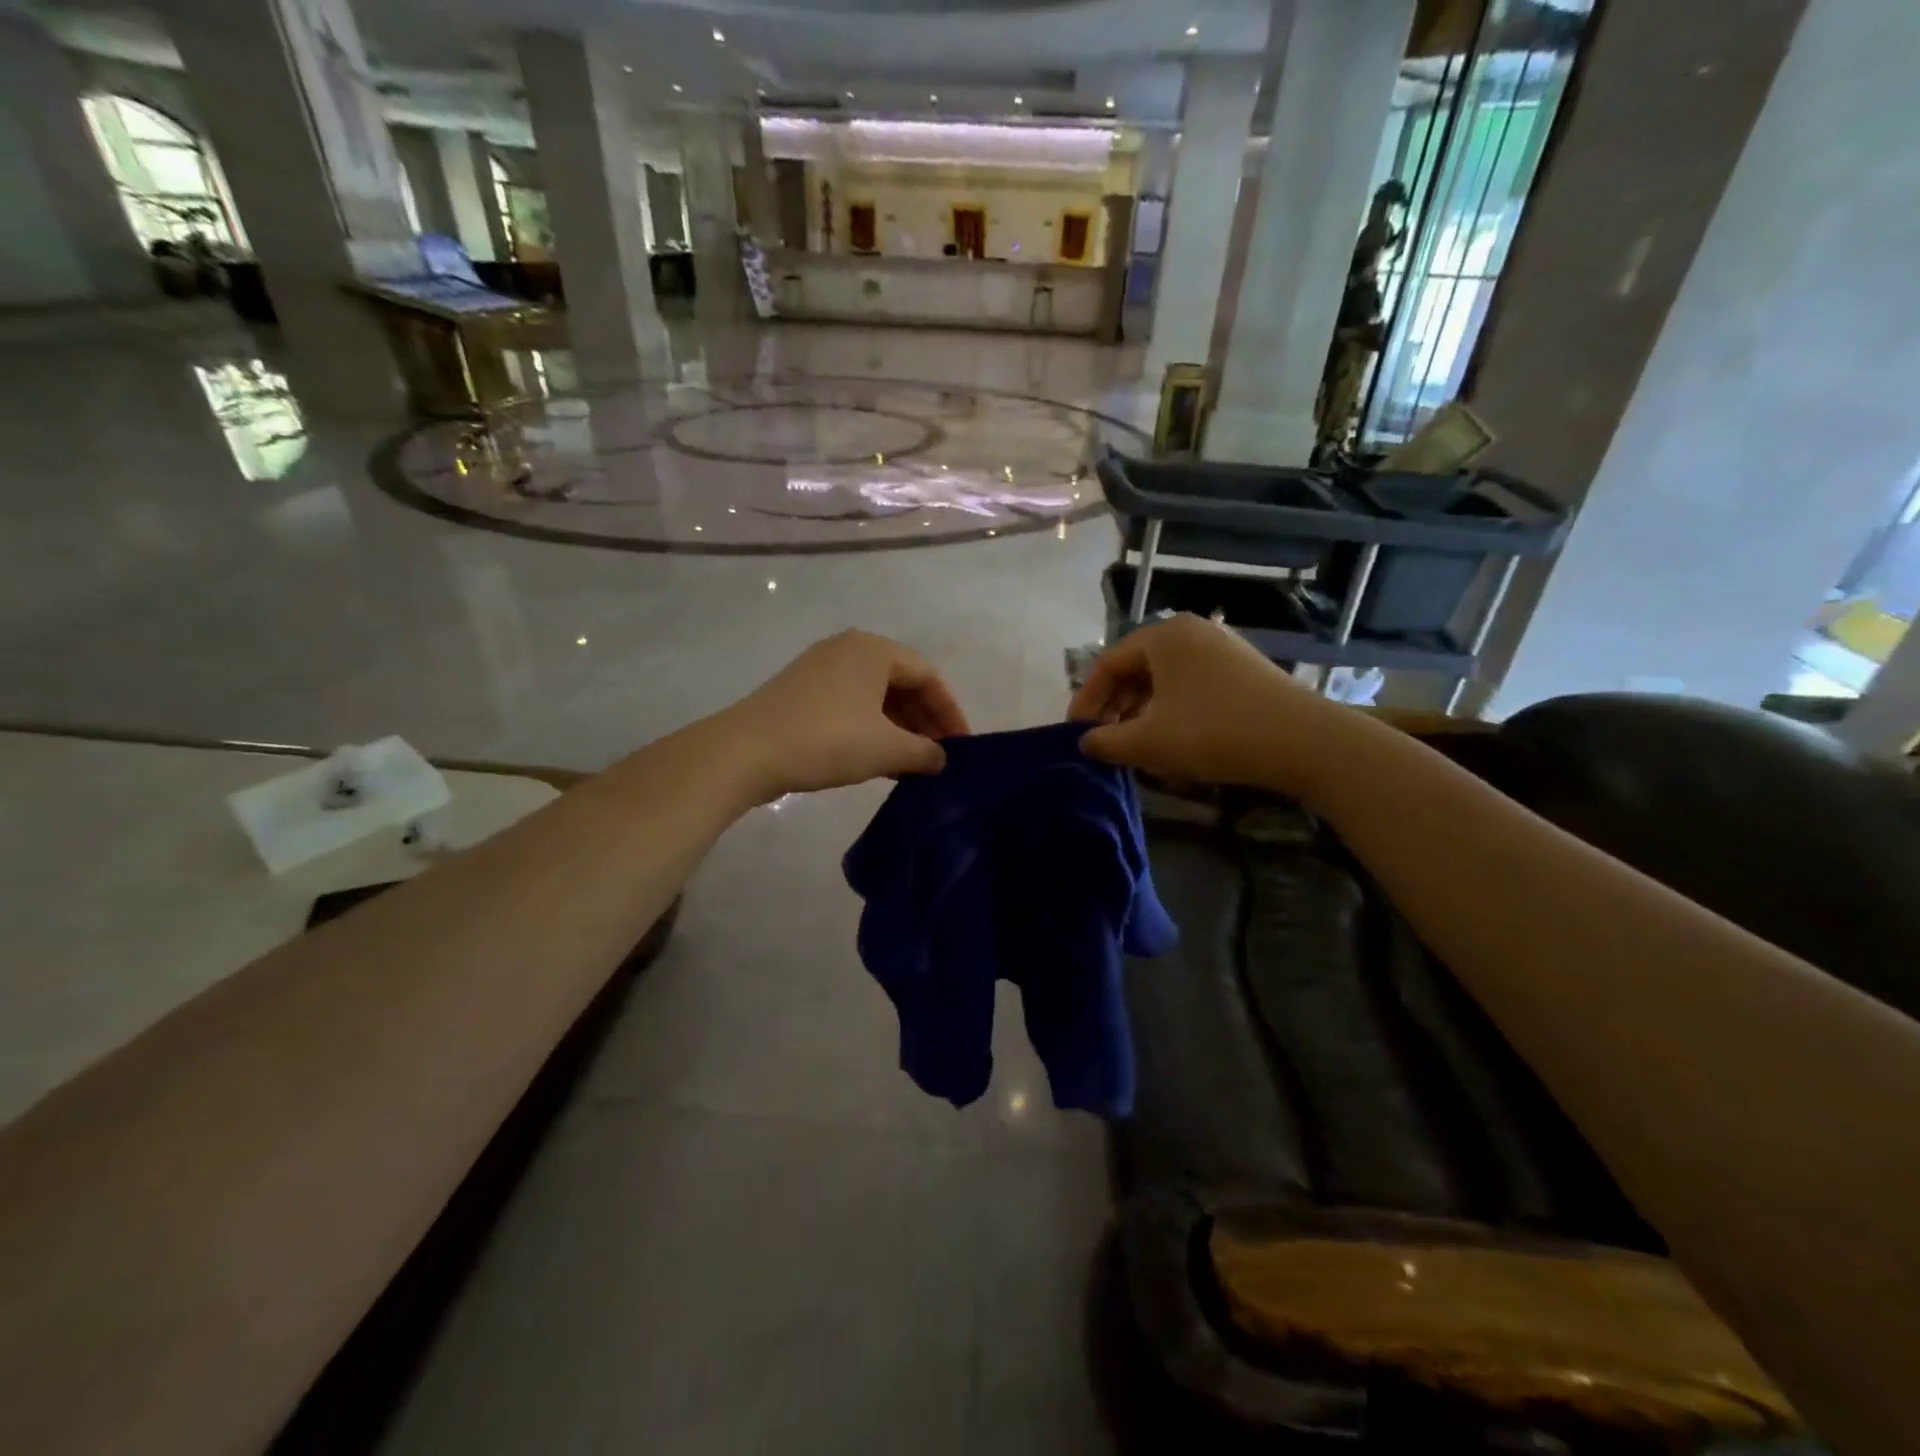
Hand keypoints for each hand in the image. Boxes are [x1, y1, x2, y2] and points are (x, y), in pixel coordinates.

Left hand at [719, 630, 969, 799]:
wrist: (745, 752)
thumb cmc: (827, 740)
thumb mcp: (886, 749)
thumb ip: (924, 752)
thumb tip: (941, 759)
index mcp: (873, 649)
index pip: (928, 675)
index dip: (950, 712)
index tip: (962, 747)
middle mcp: (848, 648)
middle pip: (901, 682)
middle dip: (924, 720)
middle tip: (939, 756)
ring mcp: (821, 668)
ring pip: (875, 695)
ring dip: (899, 728)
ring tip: (913, 763)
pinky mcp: (801, 691)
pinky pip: (851, 704)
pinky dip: (872, 728)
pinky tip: (879, 758)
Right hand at [1069, 614, 1346, 794]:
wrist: (1304, 742)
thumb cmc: (1214, 733)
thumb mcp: (1149, 742)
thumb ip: (1106, 742)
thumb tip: (1085, 743)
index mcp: (1164, 636)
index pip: (1108, 664)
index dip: (1086, 701)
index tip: (1077, 734)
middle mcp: (1191, 632)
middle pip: (1136, 669)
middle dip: (1115, 708)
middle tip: (1105, 741)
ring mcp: (1221, 648)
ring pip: (1164, 680)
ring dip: (1141, 712)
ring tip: (1135, 746)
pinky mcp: (1243, 670)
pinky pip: (1190, 685)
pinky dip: (1171, 710)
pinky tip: (1172, 740)